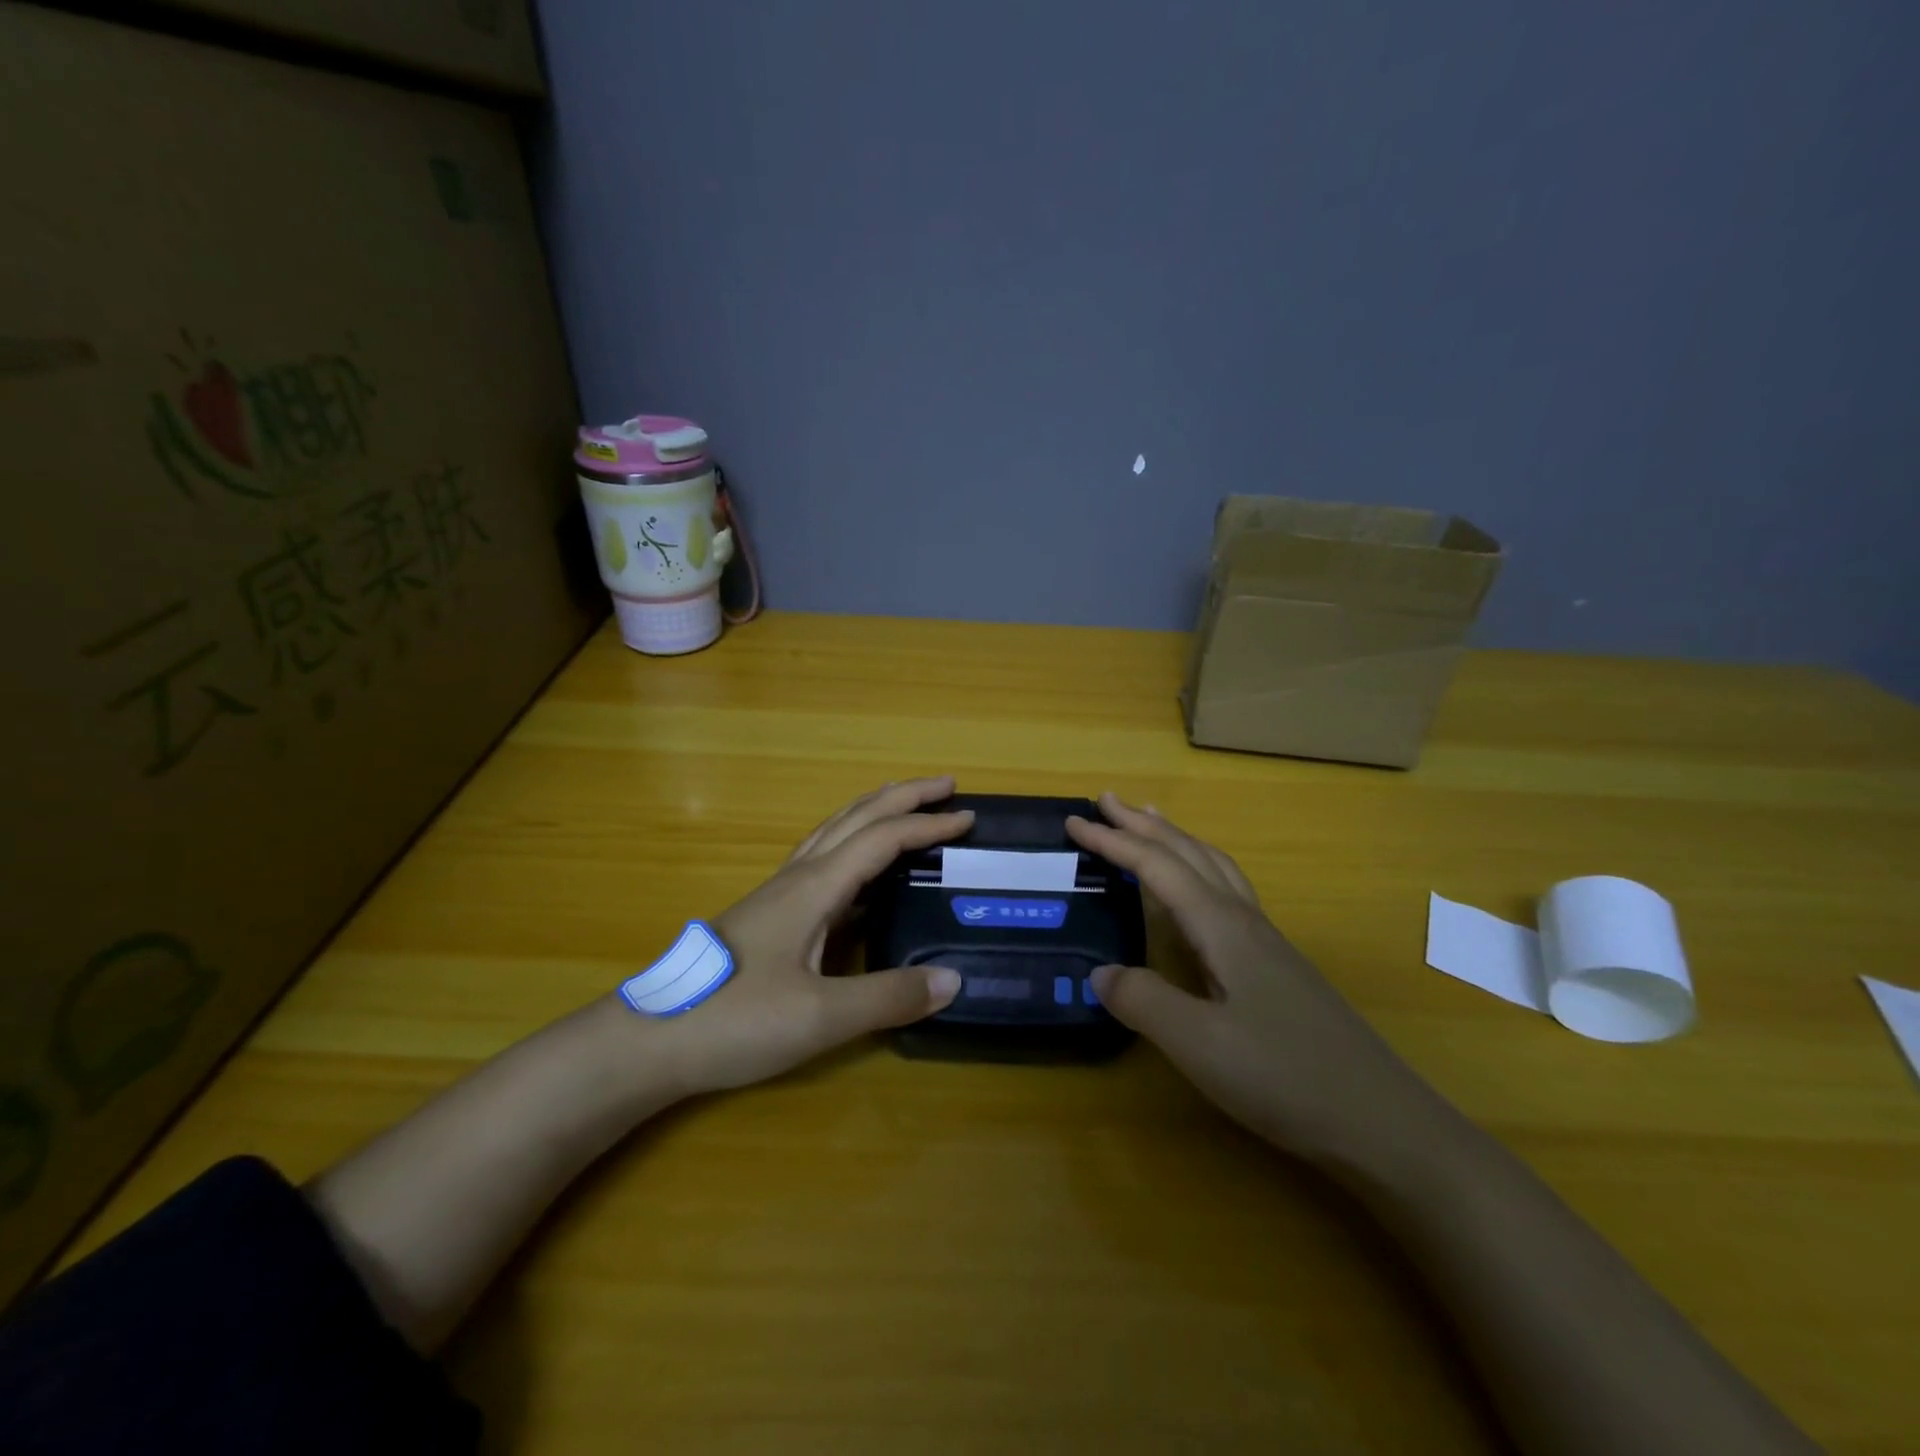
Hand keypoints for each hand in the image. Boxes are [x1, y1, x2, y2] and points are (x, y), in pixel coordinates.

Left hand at [658, 779, 971, 1095]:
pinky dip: (854, 843)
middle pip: (856, 816)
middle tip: (945, 786)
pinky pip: (822, 858)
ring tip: (906, 807)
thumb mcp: (820, 1016)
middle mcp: (798, 877)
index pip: (882, 838)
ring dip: (875, 811)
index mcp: (815, 887)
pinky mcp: (768, 914)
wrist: (649, 1039)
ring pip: (834, 831)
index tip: (968, 818)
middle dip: (903, 796)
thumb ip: (888, 997)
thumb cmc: (735, 1020)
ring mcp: (779, 892)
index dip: (927, 824)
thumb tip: (952, 979)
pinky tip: (860, 873)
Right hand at [1068, 794, 1437, 1165]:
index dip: (1113, 842)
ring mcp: (1267, 942)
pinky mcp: (1277, 966)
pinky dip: (1200, 870)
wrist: (1382, 1121)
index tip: (1073, 822)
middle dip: (1144, 825)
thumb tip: (1100, 973)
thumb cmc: (1286, 1076)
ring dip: (1176, 839)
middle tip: (1107, 801)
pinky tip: (1198, 893)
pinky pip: (1228, 893)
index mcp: (1222, 927)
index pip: (1157, 868)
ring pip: (1215, 868)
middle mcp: (1244, 921)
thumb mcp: (1200, 1044)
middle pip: (1189, 853)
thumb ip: (1144, 1001)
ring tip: (1151, 822)